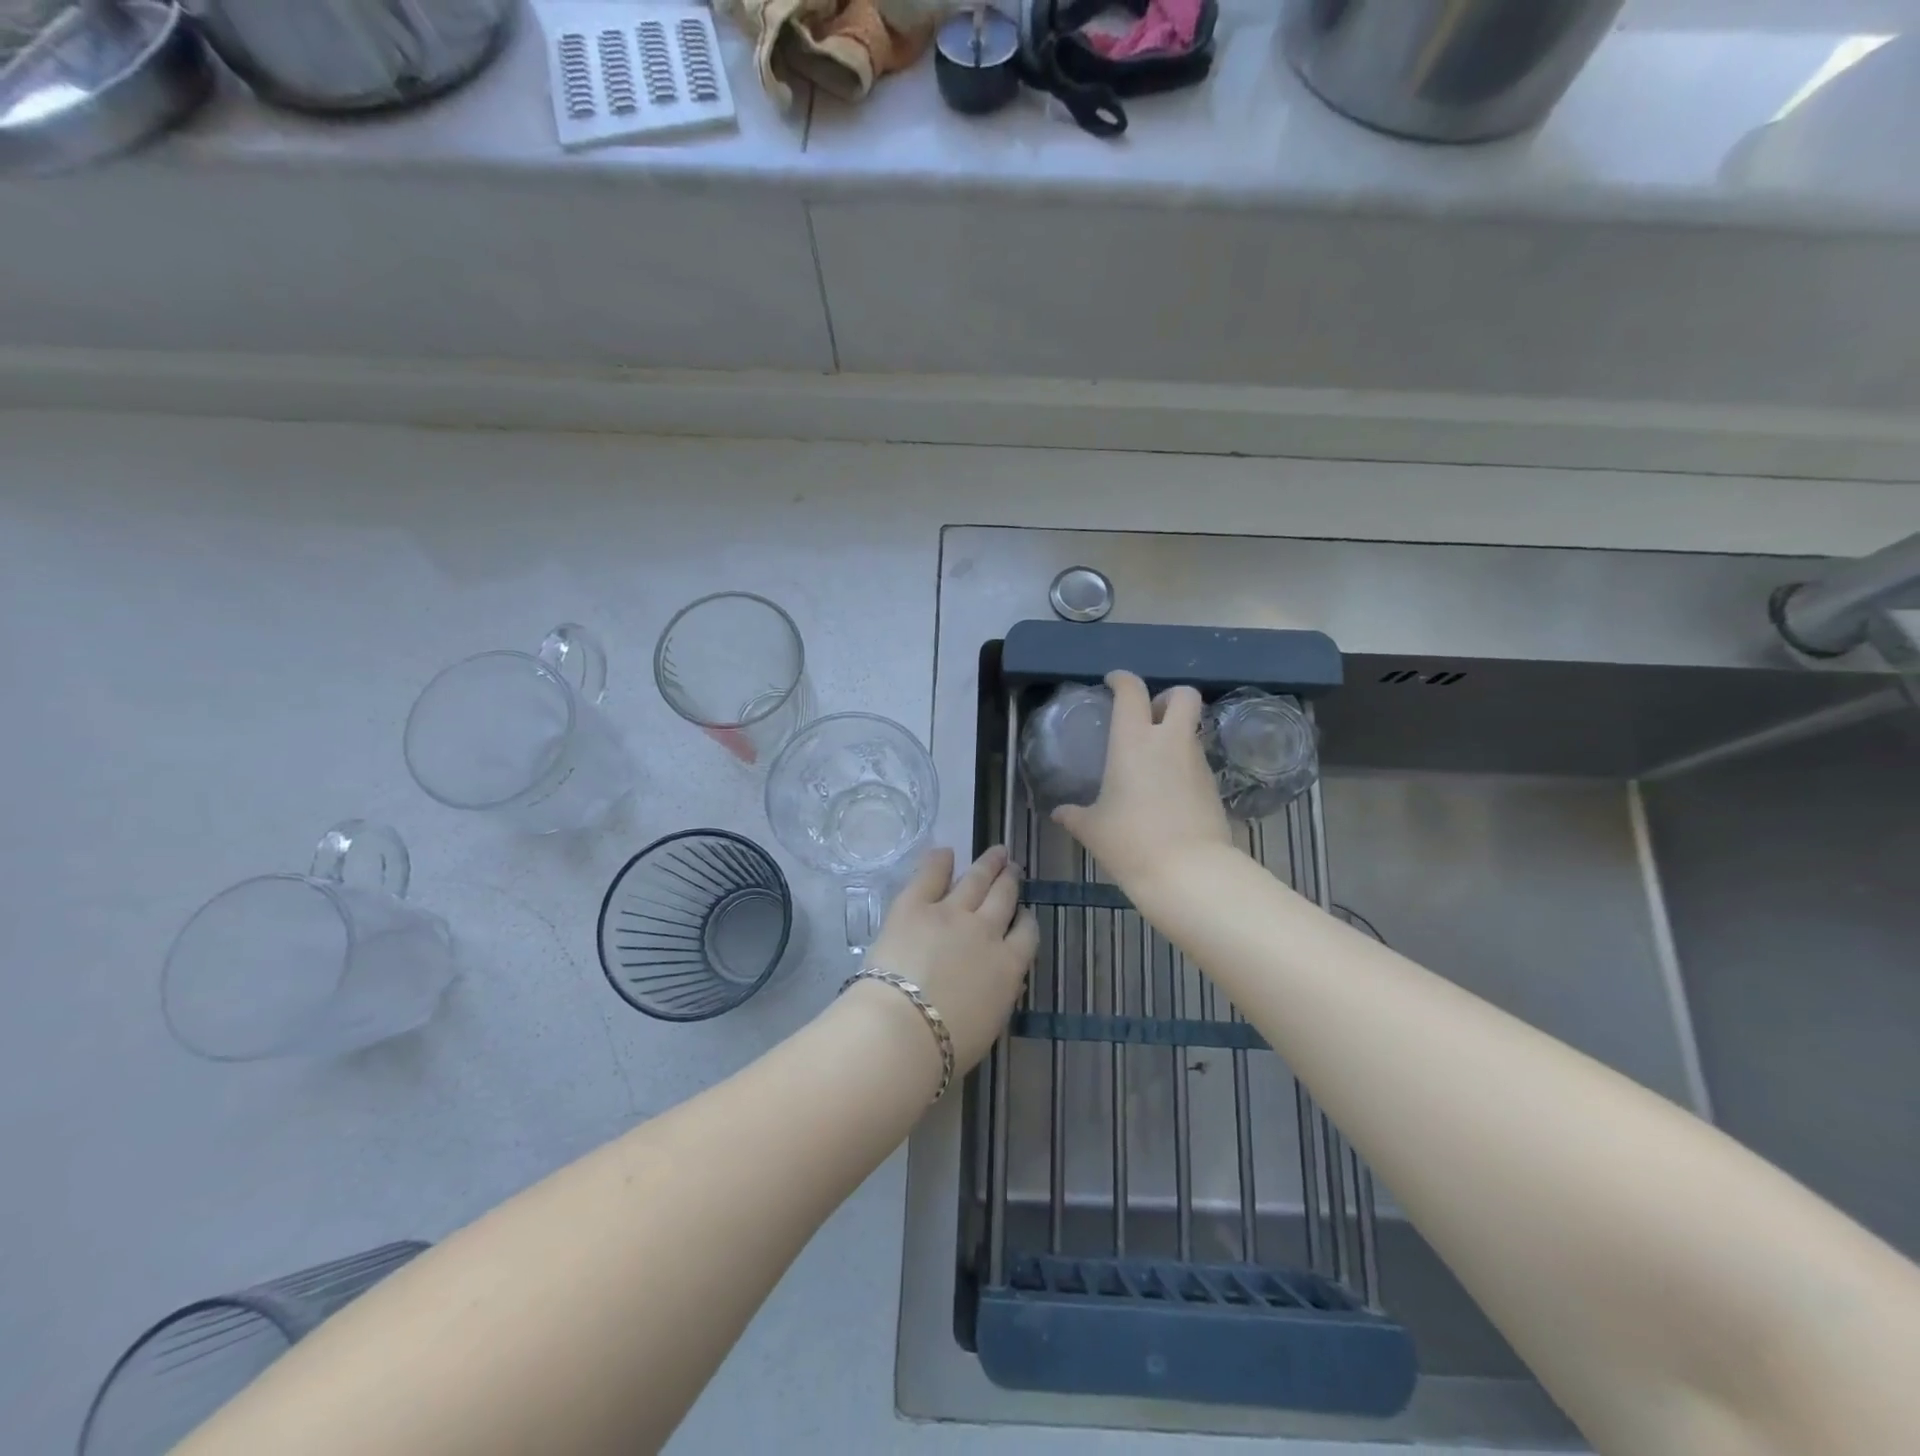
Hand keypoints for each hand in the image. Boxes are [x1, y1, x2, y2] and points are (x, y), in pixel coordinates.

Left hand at [861, 846, 1037, 1074]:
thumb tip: (1005, 979)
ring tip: (997, 852)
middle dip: (1010, 880)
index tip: (1023, 912)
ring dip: (988, 864)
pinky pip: (930, 875)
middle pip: (1003, 897)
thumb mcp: (989, 1024)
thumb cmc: (946, 1047)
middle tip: (1013, 867)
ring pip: (976, 880)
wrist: (903, 1031)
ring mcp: (950, 913)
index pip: (1026, 933)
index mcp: (1008, 966)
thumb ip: (999, 994)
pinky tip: (945, 852)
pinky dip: (939, 860)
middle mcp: (986, 931)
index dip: (1025, 918)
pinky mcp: (914, 905)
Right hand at [1052, 670, 1233, 892]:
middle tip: (1148, 717)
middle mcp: (1169, 742)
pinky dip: (1183, 766)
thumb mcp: (1093, 829)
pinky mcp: (1214, 786)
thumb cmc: (1131, 841)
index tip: (1113, 682)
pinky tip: (1167, 792)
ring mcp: (1196, 763)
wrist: (1189, 872)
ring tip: (1153, 763)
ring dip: (1175, 735)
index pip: (1132, 691)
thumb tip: (1059, 813)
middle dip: (1167, 697)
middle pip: (1183, 695)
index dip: (1122, 680)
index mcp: (1133, 741)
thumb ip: (1074, 815)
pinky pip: (1197, 762)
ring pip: (1191, 730)